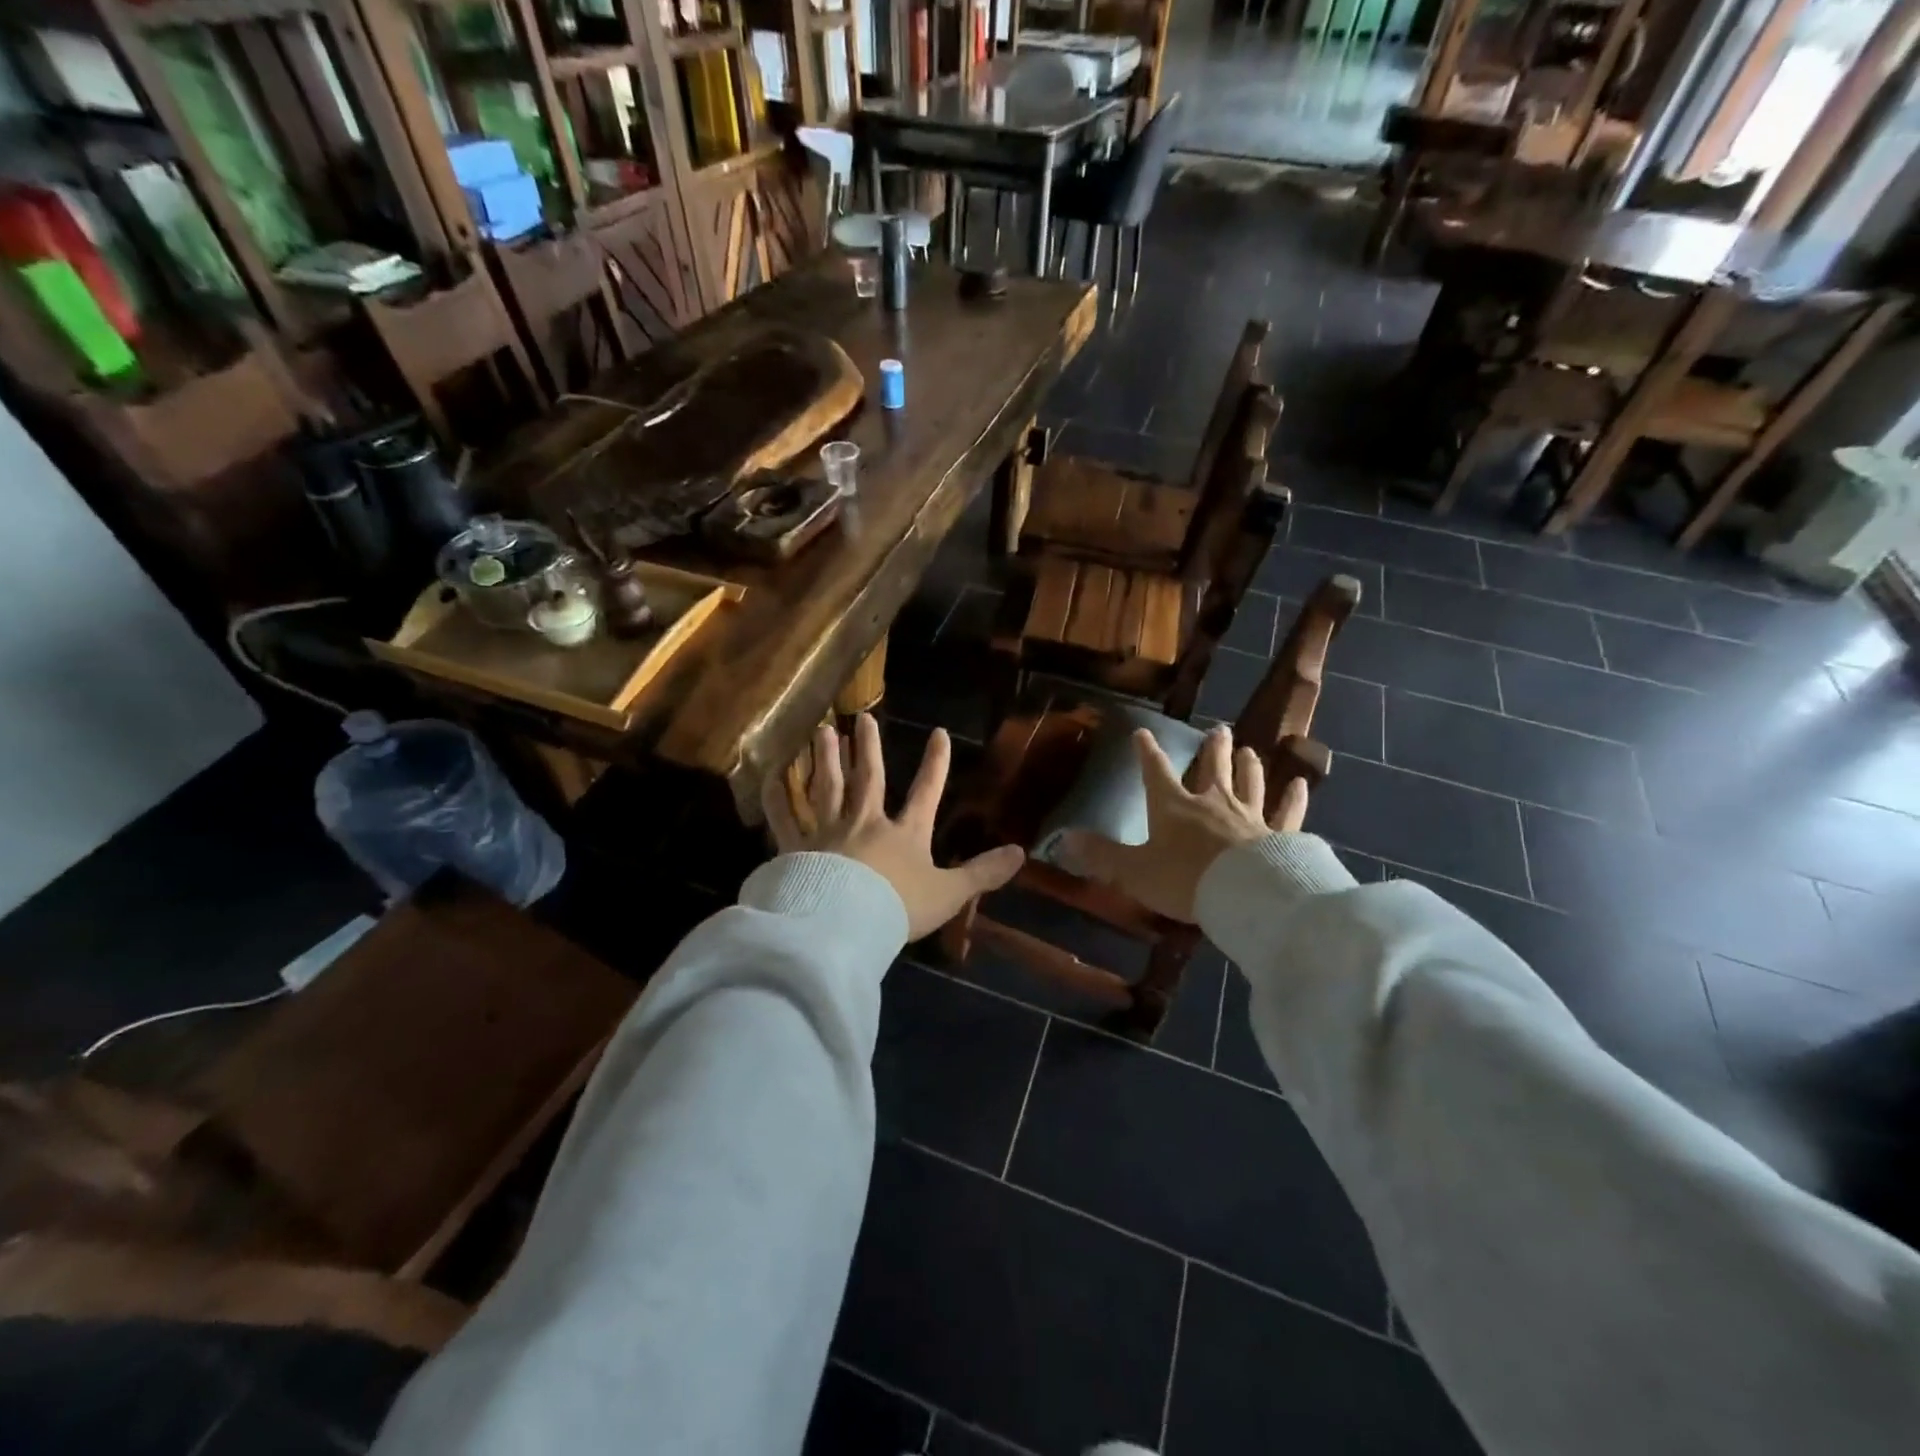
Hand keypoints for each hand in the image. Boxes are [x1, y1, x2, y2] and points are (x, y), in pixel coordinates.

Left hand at [763, 713, 1024, 939]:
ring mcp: (829, 833)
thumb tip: (1021, 852)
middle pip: (868, 779)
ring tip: (822, 732)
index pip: (926, 792)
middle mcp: (866, 823)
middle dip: (869, 749)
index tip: (939, 733)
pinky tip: (769, 776)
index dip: (935, 764)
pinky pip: (784, 820)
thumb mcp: (949, 894)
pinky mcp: (798, 850)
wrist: (844, 925)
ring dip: (826, 759)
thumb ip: (983, 874)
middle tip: (862, 718)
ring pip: (826, 788)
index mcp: (904, 834)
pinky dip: (776, 799)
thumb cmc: (898, 909)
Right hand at [1059, 726, 1306, 923]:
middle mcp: (1212, 802)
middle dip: (1213, 749)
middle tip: (1219, 729)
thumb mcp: (1133, 870)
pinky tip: (1300, 783)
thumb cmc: (1183, 879)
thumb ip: (1100, 855)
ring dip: (1247, 766)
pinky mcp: (1279, 836)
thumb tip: (1063, 840)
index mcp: (1173, 807)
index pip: (1156, 772)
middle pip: (1213, 768)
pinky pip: (1287, 813)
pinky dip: (1293, 798)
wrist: (1243, 895)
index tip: (1142, 733)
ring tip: (1249, 749)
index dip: (1147, 752)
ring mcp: (1249, 817)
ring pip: (1249, 783)